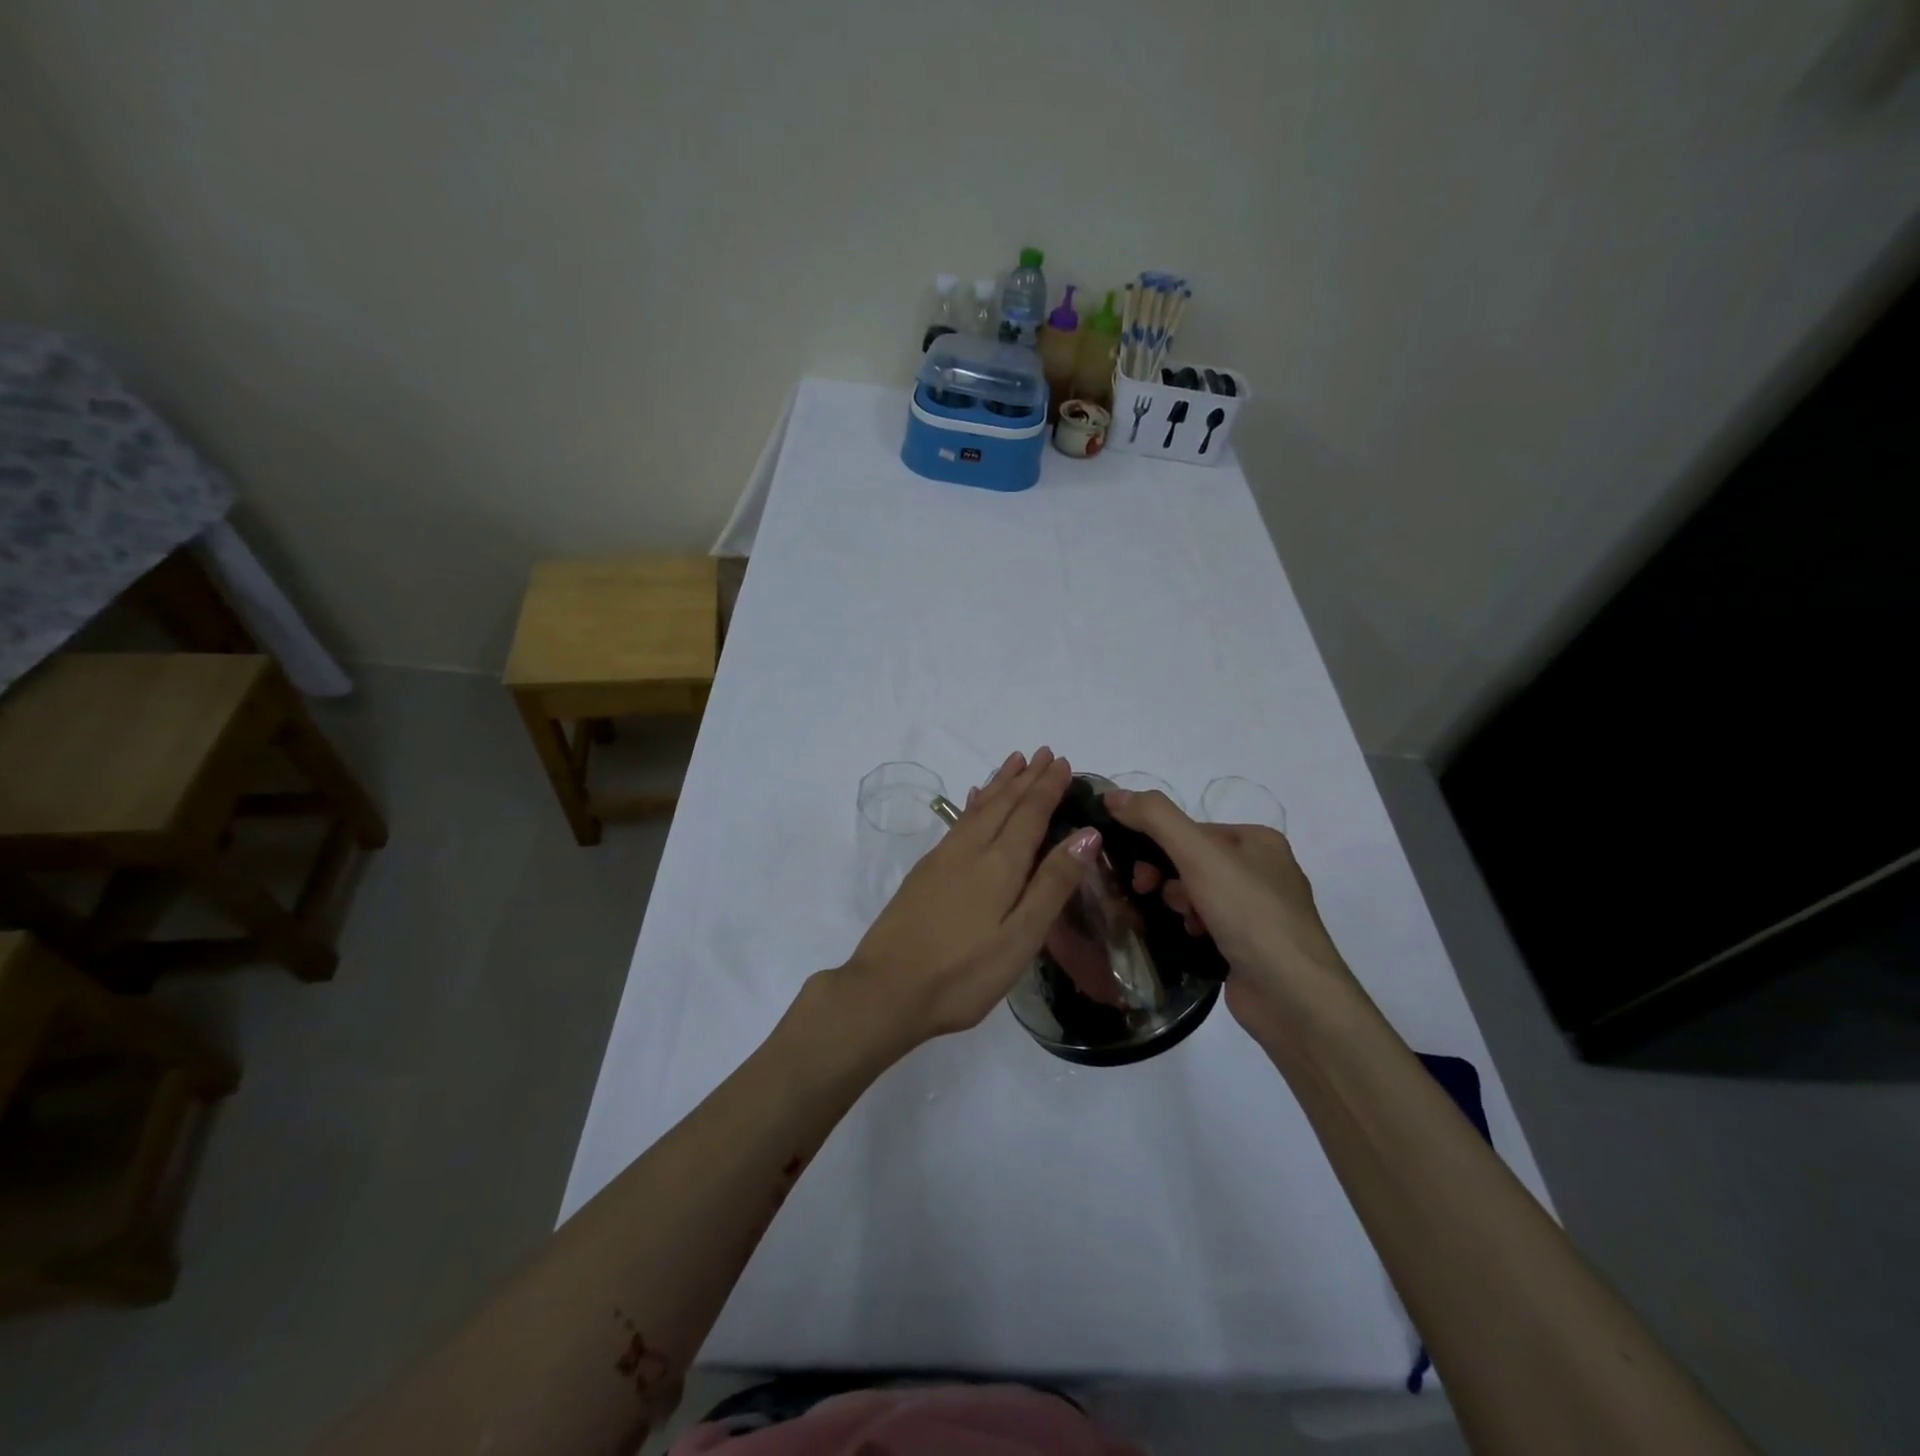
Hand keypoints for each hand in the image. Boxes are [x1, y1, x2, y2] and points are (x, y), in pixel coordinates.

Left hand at [832, 748, 1102, 1054]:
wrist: (885, 989)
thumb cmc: (963, 974)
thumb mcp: (1020, 938)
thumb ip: (1052, 884)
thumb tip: (1086, 834)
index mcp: (999, 864)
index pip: (1030, 813)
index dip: (1047, 787)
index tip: (1061, 761)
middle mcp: (970, 850)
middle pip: (1003, 803)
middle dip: (1026, 777)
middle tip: (1043, 752)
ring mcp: (943, 858)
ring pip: (978, 808)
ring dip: (999, 784)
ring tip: (1013, 762)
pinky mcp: (924, 872)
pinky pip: (959, 822)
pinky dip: (974, 804)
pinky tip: (973, 801)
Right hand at [1103, 788, 1353, 1031]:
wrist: (1293, 997)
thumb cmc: (1250, 914)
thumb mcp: (1199, 854)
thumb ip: (1155, 818)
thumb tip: (1112, 793)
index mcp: (1258, 840)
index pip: (1192, 829)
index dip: (1158, 843)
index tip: (1136, 867)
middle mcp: (1263, 870)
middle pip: (1193, 860)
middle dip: (1166, 875)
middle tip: (1146, 891)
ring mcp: (1259, 911)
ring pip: (1197, 893)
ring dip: (1179, 903)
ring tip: (1182, 921)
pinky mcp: (1251, 945)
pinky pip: (1208, 923)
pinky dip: (1192, 927)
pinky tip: (1191, 939)